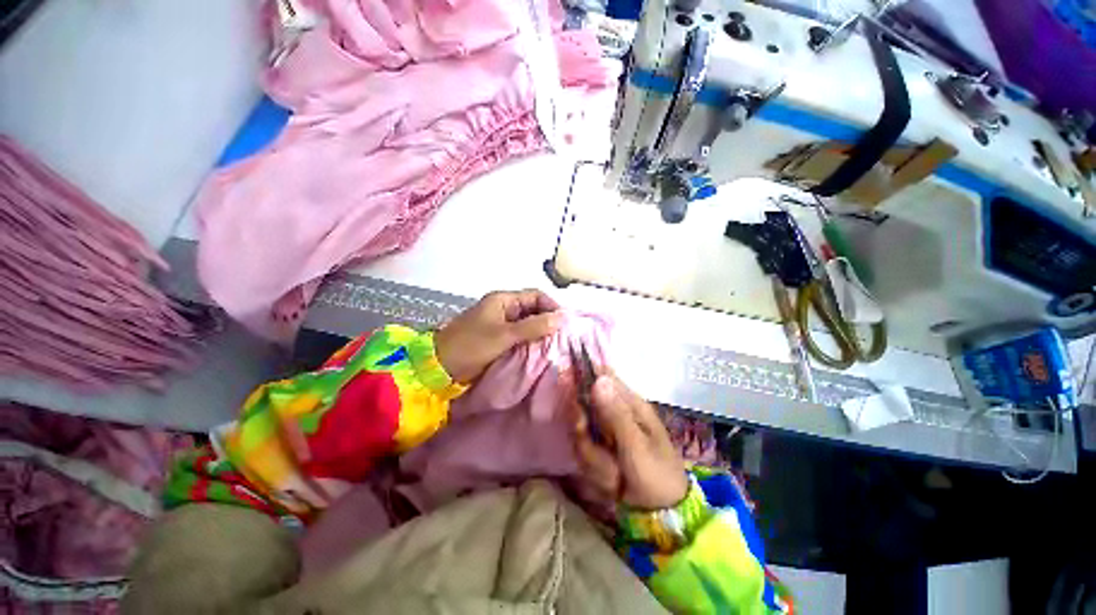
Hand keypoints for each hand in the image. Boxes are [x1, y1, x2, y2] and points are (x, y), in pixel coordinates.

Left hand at [434, 290, 561, 382]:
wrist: (439, 367)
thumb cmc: (472, 345)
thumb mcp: (504, 335)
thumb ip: (533, 326)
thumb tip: (562, 318)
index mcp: (503, 300)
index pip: (536, 296)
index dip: (552, 306)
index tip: (565, 323)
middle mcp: (503, 308)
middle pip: (533, 309)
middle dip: (548, 320)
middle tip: (563, 336)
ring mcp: (500, 324)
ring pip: (527, 324)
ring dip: (540, 332)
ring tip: (556, 345)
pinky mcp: (497, 339)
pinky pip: (520, 336)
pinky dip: (530, 341)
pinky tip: (540, 351)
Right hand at [571, 374, 687, 509]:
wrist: (660, 512)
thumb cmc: (655, 473)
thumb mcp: (636, 445)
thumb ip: (615, 413)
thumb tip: (598, 379)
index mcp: (630, 403)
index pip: (601, 376)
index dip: (582, 378)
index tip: (575, 402)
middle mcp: (614, 412)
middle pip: (582, 405)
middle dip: (583, 432)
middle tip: (595, 451)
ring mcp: (604, 431)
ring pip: (579, 431)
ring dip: (592, 456)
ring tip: (613, 475)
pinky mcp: (597, 447)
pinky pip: (582, 449)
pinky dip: (592, 466)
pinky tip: (609, 480)